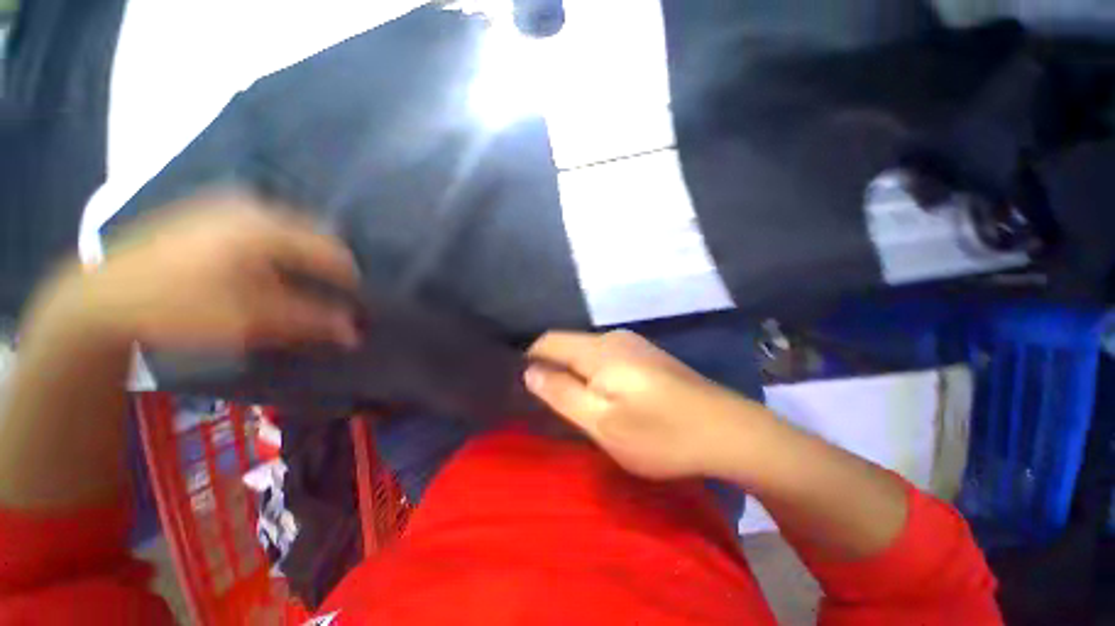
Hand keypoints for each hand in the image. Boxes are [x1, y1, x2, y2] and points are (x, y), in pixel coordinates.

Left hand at [46, 191, 360, 351]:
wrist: (106, 297)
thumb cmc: (181, 308)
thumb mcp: (250, 321)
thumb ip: (309, 321)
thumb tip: (354, 332)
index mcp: (266, 228)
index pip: (332, 251)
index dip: (350, 279)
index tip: (356, 303)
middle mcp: (254, 206)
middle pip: (314, 234)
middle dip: (328, 265)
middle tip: (332, 295)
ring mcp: (230, 204)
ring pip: (291, 228)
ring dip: (305, 256)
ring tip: (305, 284)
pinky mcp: (212, 211)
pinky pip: (266, 225)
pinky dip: (281, 248)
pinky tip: (271, 269)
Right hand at [525, 330, 770, 480]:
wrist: (729, 431)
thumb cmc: (661, 432)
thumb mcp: (602, 422)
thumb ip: (561, 394)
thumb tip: (529, 371)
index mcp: (598, 350)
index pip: (548, 341)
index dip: (529, 359)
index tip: (520, 385)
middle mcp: (614, 338)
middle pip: (569, 346)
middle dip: (553, 369)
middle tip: (549, 404)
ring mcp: (635, 345)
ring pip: (589, 353)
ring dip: (576, 374)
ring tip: (575, 404)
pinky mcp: (649, 357)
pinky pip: (608, 359)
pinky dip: (596, 375)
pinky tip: (607, 396)